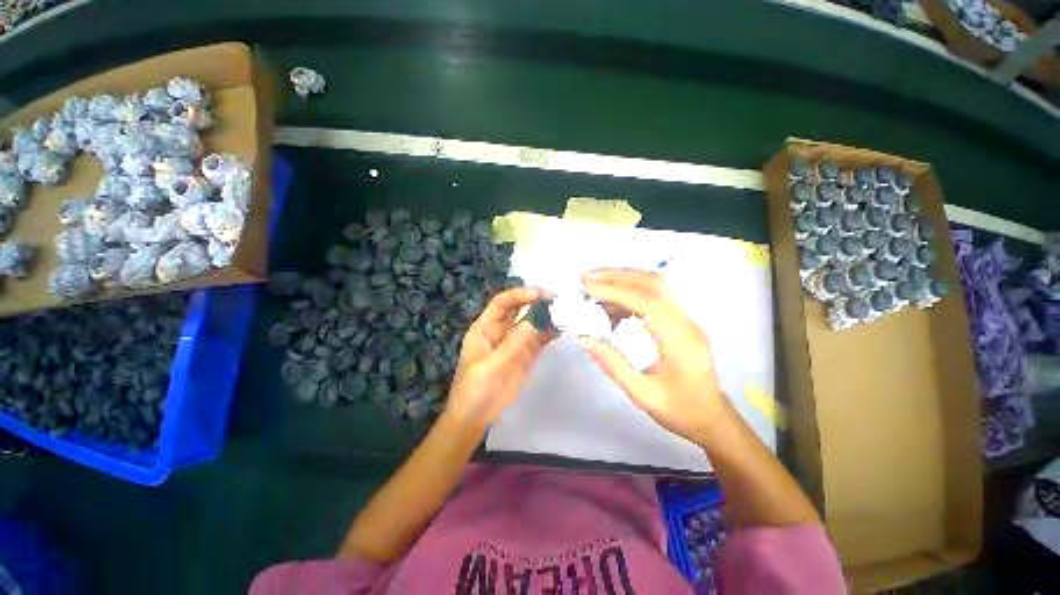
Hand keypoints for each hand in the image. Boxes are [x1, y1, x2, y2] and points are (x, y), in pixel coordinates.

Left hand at [444, 287, 553, 431]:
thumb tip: (535, 320)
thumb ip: (513, 344)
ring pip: (530, 324)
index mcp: (484, 329)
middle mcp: (500, 332)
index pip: (502, 303)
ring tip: (564, 314)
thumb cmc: (474, 391)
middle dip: (535, 301)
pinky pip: (538, 341)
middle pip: (518, 309)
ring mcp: (514, 344)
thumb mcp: (490, 367)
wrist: (475, 421)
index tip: (539, 294)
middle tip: (557, 300)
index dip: (519, 295)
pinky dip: (549, 334)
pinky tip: (561, 331)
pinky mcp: (525, 357)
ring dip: (545, 318)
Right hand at [579, 269, 728, 444]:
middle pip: (653, 283)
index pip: (647, 301)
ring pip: (655, 285)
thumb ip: (613, 365)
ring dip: (623, 279)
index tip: (587, 288)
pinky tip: (611, 305)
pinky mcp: (681, 320)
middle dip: (617, 276)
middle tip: (586, 277)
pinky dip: (629, 293)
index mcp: (681, 341)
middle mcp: (687, 322)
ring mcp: (686, 318)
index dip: (615, 290)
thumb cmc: (680, 411)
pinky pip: (654, 296)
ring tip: (594, 285)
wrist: (713, 418)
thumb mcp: (642, 395)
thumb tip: (584, 338)